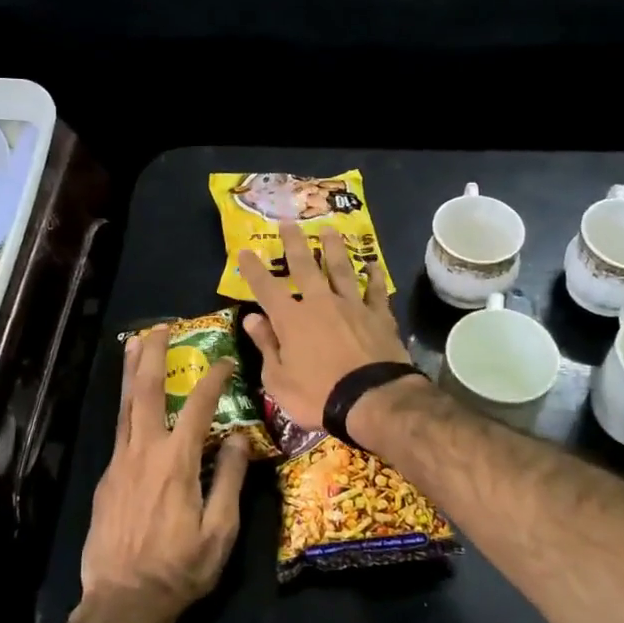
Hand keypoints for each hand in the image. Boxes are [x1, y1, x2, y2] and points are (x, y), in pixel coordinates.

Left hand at [81, 326, 246, 622]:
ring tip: (134, 344)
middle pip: (145, 392)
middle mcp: (143, 453)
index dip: (213, 380)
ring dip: (130, 372)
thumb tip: (238, 437)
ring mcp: (119, 464)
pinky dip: (126, 407)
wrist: (123, 602)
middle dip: (152, 356)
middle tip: (159, 328)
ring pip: (124, 407)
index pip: (197, 408)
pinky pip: (119, 432)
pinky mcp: (106, 480)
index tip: (226, 361)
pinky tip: (131, 404)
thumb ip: (229, 479)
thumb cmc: (179, 569)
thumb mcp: (219, 531)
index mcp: (175, 463)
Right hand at [237, 221, 411, 431]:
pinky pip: (376, 290)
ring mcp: (352, 306)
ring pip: (341, 269)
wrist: (372, 400)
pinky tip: (372, 265)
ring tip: (329, 229)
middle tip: (289, 222)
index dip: (253, 269)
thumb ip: (266, 346)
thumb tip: (252, 319)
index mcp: (291, 320)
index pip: (266, 288)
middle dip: (294, 243)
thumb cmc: (318, 396)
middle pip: (305, 266)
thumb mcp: (278, 380)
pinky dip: (375, 276)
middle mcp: (320, 303)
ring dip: (333, 248)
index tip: (244, 250)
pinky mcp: (379, 316)